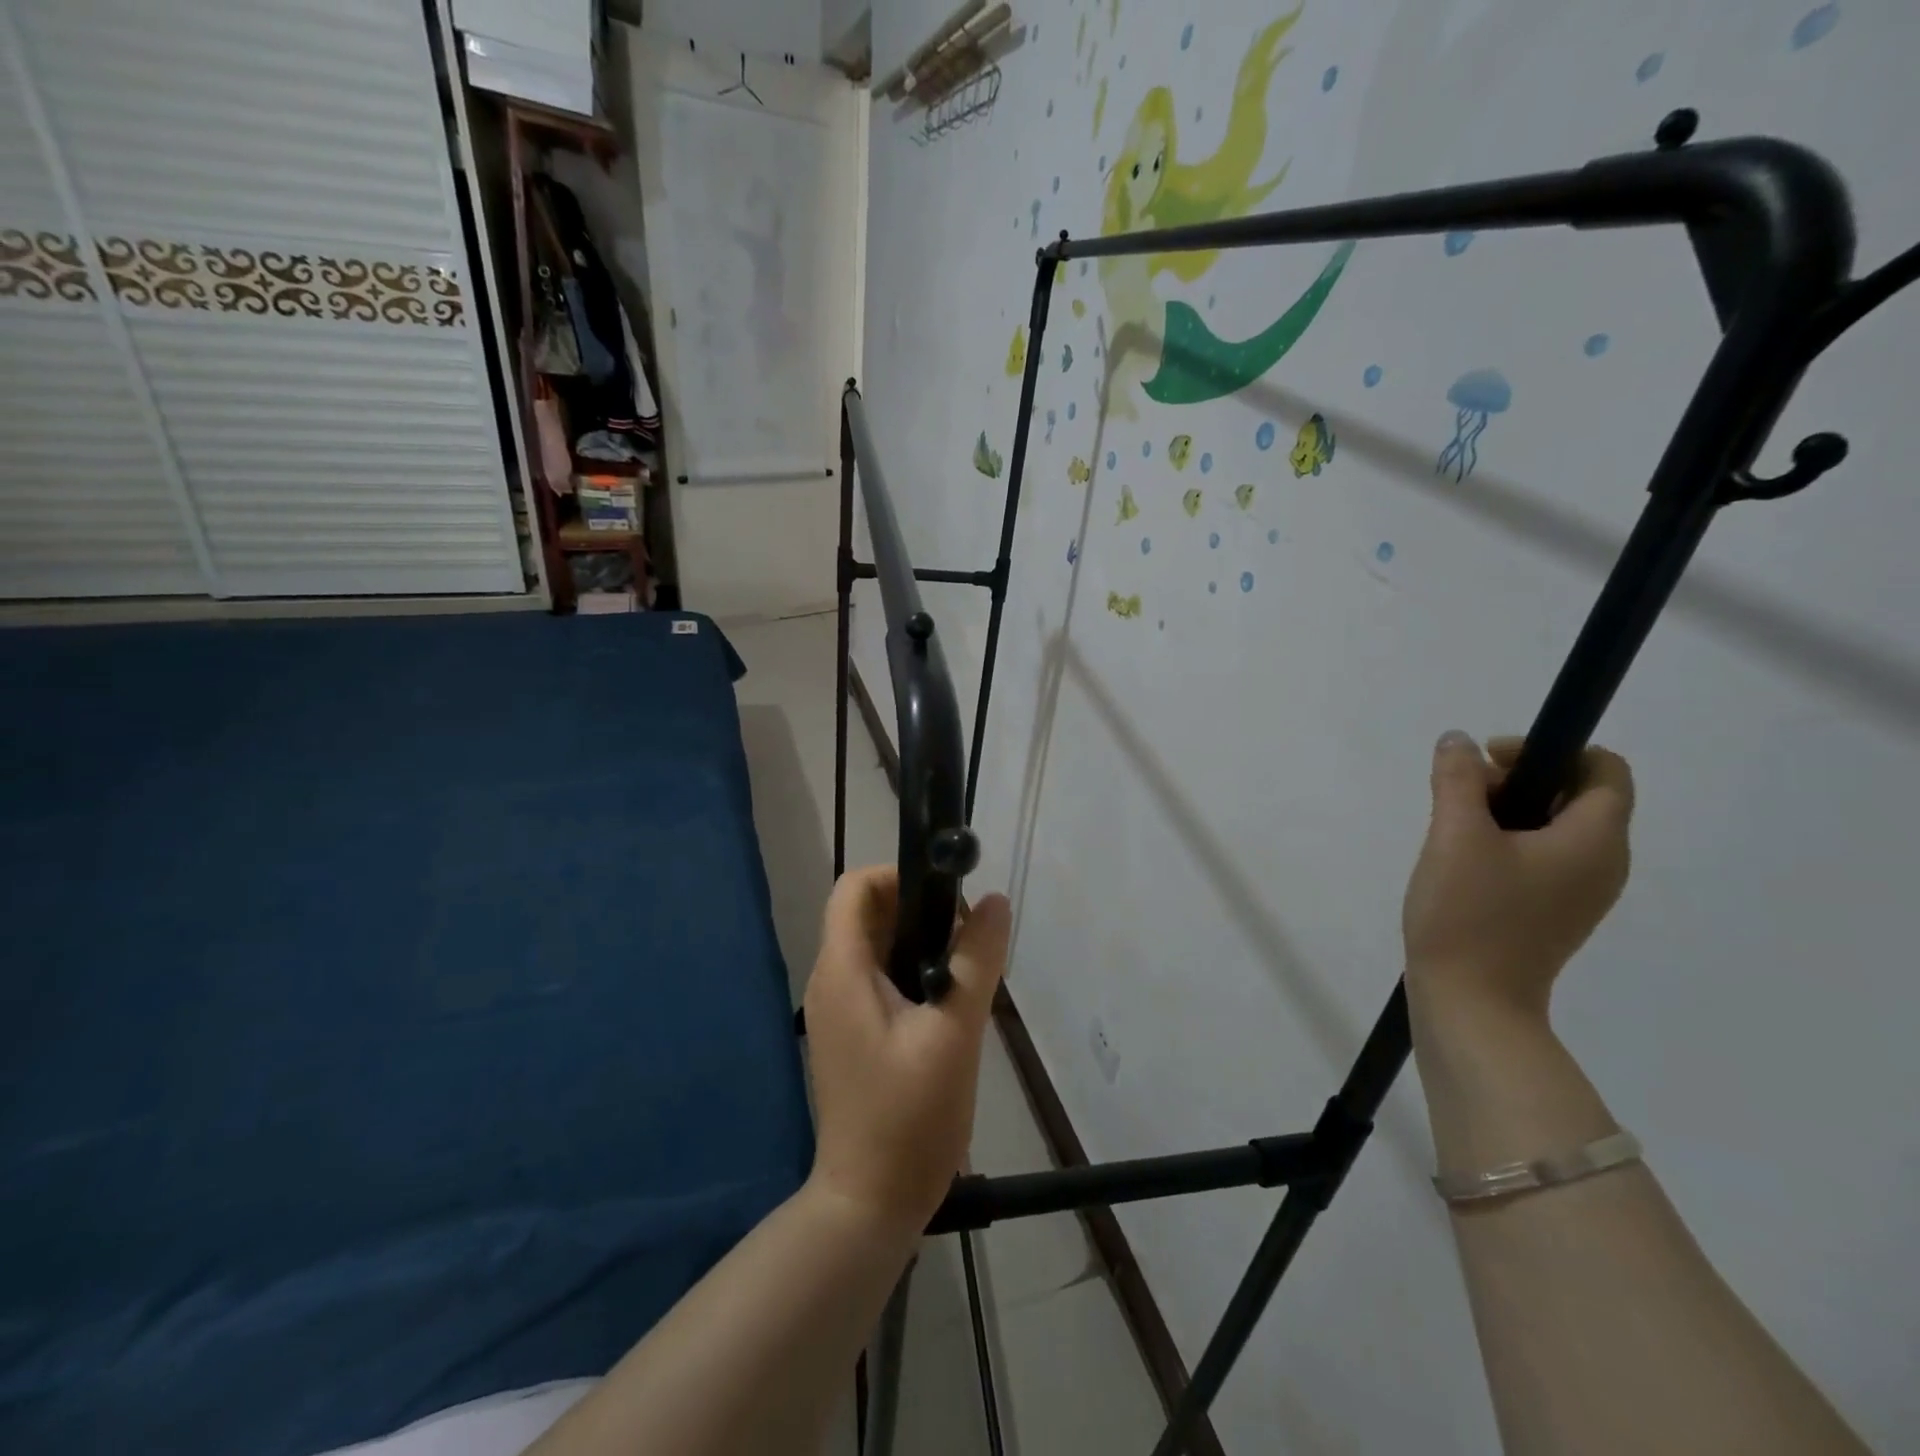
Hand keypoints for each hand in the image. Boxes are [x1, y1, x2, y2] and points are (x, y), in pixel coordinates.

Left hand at [803, 867, 1010, 1238]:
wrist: (870, 1202)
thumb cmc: (910, 1116)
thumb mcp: (955, 1033)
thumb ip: (976, 961)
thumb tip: (996, 901)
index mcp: (841, 970)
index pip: (855, 887)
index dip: (899, 876)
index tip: (949, 899)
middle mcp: (829, 980)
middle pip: (866, 913)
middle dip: (918, 909)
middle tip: (967, 938)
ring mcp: (836, 1009)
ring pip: (875, 946)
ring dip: (919, 942)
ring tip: (964, 971)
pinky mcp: (850, 1033)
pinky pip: (877, 978)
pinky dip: (911, 971)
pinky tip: (946, 1004)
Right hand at [1403, 732, 1633, 1020]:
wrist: (1470, 1002)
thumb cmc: (1469, 914)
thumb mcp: (1455, 836)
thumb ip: (1457, 780)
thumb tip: (1458, 742)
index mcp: (1595, 841)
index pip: (1603, 770)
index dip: (1549, 750)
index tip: (1489, 760)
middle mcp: (1603, 863)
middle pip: (1576, 795)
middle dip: (1517, 779)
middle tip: (1460, 793)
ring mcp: (1580, 892)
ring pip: (1553, 826)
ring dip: (1505, 810)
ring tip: (1452, 825)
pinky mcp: (1553, 911)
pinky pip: (1541, 856)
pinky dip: (1506, 841)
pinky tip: (1461, 859)